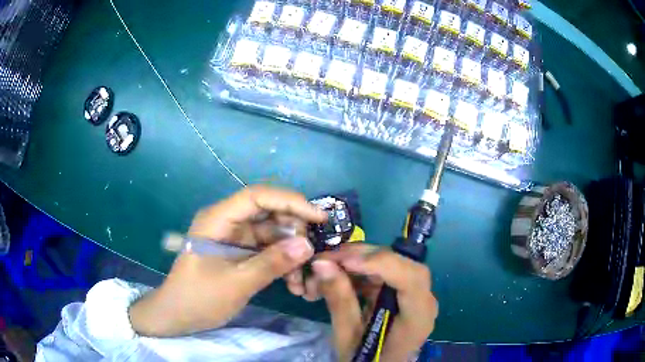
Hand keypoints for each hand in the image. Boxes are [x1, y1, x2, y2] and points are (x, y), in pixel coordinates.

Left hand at [129, 185, 326, 336]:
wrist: (177, 316)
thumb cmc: (198, 298)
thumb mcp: (236, 283)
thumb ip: (272, 263)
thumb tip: (308, 245)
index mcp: (218, 219)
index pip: (257, 196)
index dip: (291, 201)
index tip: (319, 218)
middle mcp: (227, 221)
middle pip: (268, 212)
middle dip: (294, 229)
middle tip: (312, 252)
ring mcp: (234, 237)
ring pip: (271, 232)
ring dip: (290, 250)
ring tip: (303, 276)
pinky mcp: (240, 252)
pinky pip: (267, 249)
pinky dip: (282, 261)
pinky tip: (292, 281)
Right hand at [311, 244, 437, 361]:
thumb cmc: (365, 359)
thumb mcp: (348, 337)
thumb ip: (339, 301)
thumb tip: (321, 263)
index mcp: (418, 317)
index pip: (412, 279)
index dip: (381, 263)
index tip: (343, 261)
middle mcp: (422, 299)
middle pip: (400, 264)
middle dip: (361, 257)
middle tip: (326, 259)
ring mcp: (412, 293)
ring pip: (388, 263)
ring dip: (355, 261)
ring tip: (325, 268)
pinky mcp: (399, 292)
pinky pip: (380, 272)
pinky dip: (356, 271)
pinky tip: (336, 277)